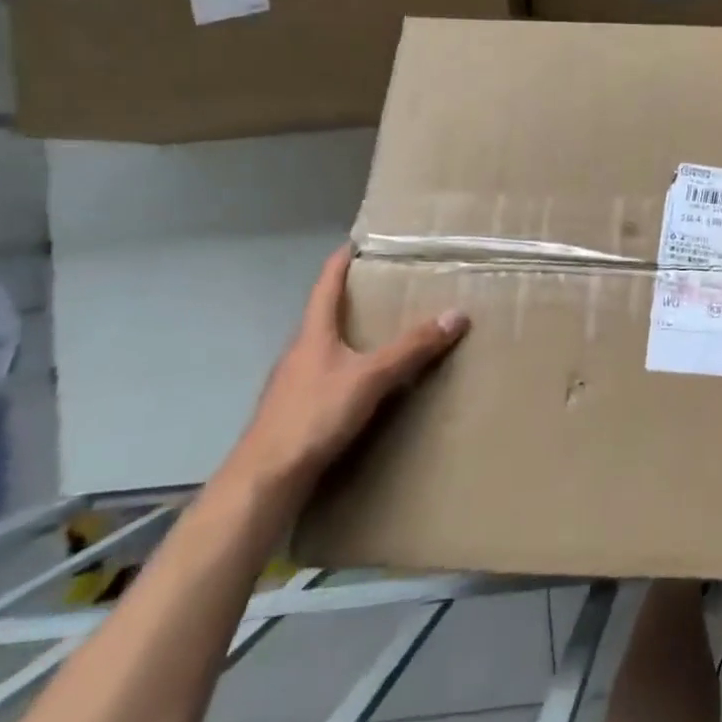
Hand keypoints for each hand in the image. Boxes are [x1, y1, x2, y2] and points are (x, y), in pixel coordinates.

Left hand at [224, 246, 468, 501]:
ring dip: (353, 336)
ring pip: (327, 347)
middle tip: (391, 288)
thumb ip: (413, 347)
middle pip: (326, 315)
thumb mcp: (371, 377)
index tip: (359, 242)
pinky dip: (350, 368)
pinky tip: (369, 384)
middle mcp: (300, 352)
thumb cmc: (314, 415)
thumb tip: (457, 314)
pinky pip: (329, 376)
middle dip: (355, 299)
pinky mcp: (297, 411)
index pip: (326, 285)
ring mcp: (294, 383)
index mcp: (312, 334)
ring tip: (387, 334)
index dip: (341, 261)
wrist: (264, 480)